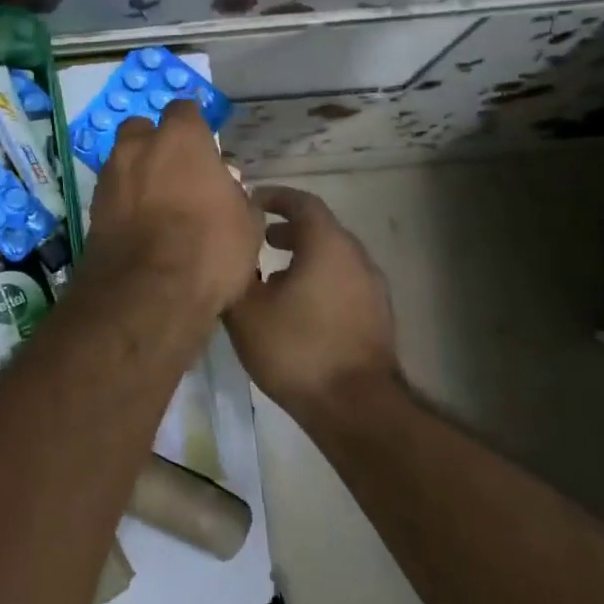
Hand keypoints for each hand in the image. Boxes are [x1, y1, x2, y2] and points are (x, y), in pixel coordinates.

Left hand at [84, 100, 262, 316]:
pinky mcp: (92, 208)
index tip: (203, 146)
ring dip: (136, 172)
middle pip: (142, 129)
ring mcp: (110, 177)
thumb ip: (234, 195)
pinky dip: (123, 201)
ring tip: (155, 202)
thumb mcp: (246, 223)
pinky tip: (138, 225)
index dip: (193, 126)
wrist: (149, 293)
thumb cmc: (209, 249)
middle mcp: (138, 147)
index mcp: (180, 139)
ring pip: (122, 160)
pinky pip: (111, 192)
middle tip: (174, 172)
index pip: (183, 110)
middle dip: (154, 143)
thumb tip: (224, 189)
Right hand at [224, 186, 404, 428]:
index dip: (275, 197)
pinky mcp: (376, 315)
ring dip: (302, 256)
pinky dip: (317, 278)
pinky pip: (342, 281)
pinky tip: (294, 306)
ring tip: (270, 274)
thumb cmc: (296, 348)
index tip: (250, 201)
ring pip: (332, 257)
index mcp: (327, 245)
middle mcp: (356, 257)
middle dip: (287, 228)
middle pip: (320, 228)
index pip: (302, 202)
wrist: (354, 406)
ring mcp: (372, 287)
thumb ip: (234, 273)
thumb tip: (227, 254)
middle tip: (256, 238)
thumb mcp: (246, 310)